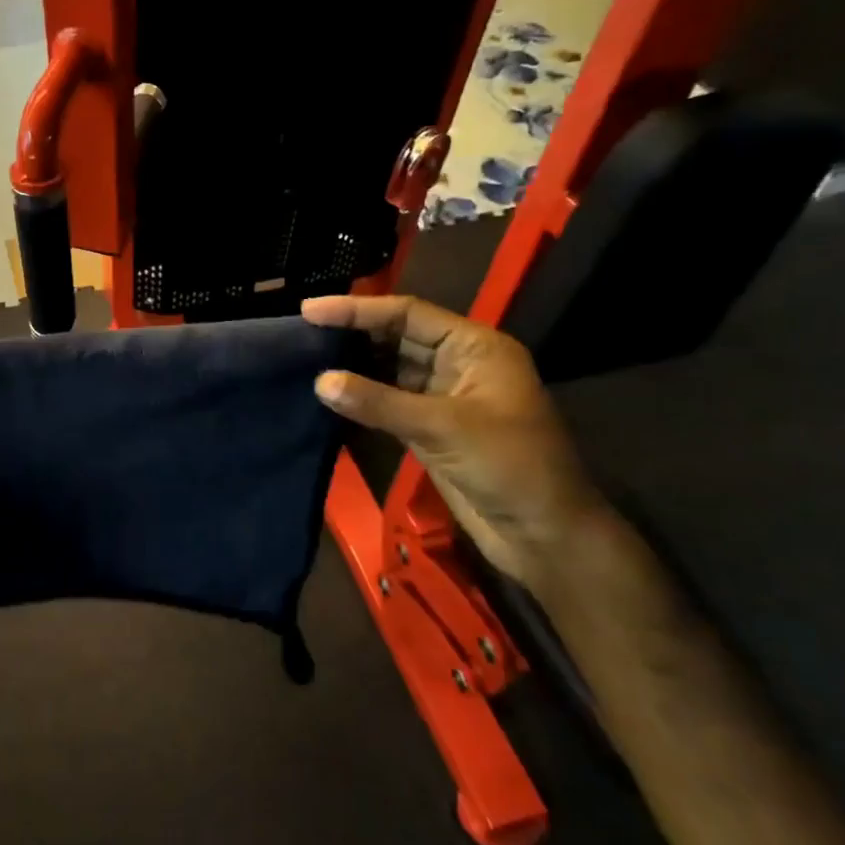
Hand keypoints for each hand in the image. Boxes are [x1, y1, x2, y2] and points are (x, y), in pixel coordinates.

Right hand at [302, 295, 605, 588]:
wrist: (545, 535)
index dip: (357, 309)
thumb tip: (321, 381)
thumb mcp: (443, 427)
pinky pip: (388, 402)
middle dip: (352, 334)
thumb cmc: (509, 466)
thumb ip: (379, 402)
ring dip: (353, 366)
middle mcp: (457, 363)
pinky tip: (329, 394)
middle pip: (396, 336)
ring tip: (304, 358)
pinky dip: (361, 398)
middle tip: (300, 333)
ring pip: (389, 369)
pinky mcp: (430, 428)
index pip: (407, 313)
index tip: (309, 310)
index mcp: (474, 347)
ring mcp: (443, 397)